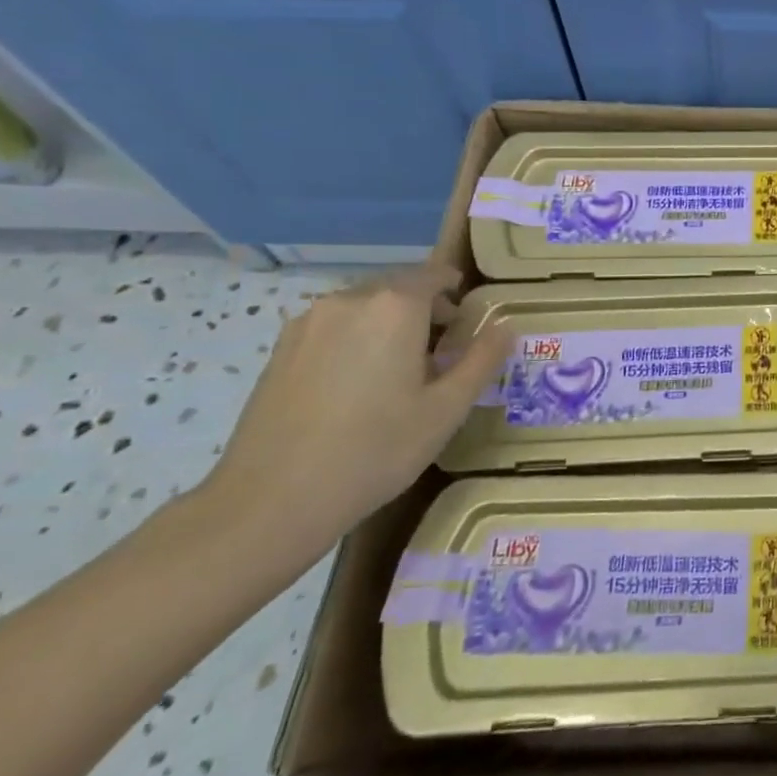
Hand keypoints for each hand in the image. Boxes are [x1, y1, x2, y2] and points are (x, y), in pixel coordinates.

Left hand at [200, 262, 511, 556]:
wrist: (271, 501)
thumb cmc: (376, 450)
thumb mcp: (447, 409)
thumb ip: (482, 360)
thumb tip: (505, 326)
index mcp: (395, 306)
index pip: (435, 275)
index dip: (456, 292)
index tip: (468, 323)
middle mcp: (349, 301)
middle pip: (398, 288)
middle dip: (424, 311)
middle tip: (440, 356)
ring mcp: (308, 323)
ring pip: (364, 309)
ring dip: (388, 326)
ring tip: (397, 375)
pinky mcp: (280, 350)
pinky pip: (333, 329)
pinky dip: (355, 342)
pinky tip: (355, 389)